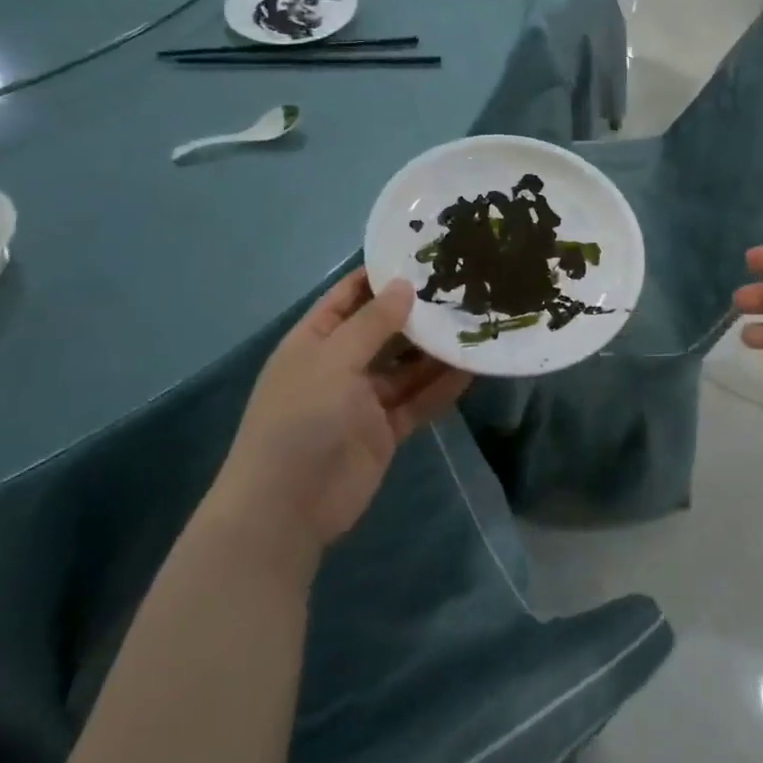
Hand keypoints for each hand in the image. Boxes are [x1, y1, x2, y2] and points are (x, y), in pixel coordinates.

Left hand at [209, 271, 470, 559]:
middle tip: (463, 287)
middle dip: (417, 313)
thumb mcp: (333, 359)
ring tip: (476, 323)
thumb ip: (372, 323)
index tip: (421, 256)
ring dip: (436, 350)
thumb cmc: (301, 418)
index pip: (348, 297)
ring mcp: (363, 400)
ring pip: (407, 366)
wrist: (287, 507)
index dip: (379, 276)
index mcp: (315, 341)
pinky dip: (442, 387)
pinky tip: (472, 368)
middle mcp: (340, 365)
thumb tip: (405, 286)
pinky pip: (419, 400)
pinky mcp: (385, 430)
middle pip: (384, 330)